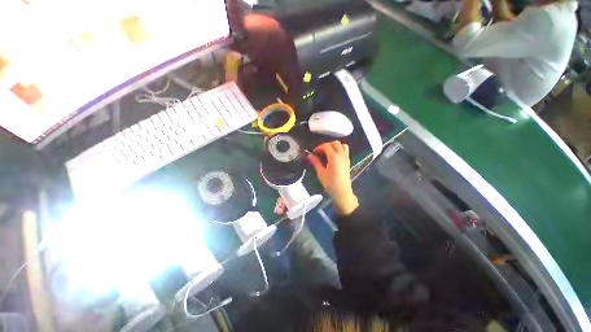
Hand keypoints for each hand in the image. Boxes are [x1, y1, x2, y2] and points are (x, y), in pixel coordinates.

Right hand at [308, 141, 358, 215]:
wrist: (342, 192)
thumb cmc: (330, 183)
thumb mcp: (321, 173)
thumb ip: (316, 162)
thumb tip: (309, 155)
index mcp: (334, 157)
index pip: (326, 146)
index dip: (319, 147)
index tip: (314, 152)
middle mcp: (341, 155)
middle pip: (335, 143)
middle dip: (327, 145)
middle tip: (320, 151)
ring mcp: (346, 158)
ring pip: (342, 145)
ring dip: (335, 146)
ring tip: (328, 152)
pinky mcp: (348, 162)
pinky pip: (345, 151)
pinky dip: (339, 150)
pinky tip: (334, 157)